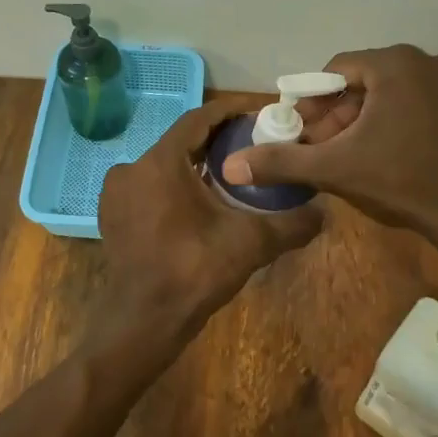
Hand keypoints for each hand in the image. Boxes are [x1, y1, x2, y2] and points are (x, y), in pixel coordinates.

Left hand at [99, 101, 323, 335]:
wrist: (143, 322)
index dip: (229, 114)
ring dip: (194, 167)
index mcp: (161, 163)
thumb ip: (290, 224)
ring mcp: (117, 194)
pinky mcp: (113, 217)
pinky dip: (174, 188)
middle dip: (216, 143)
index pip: (198, 120)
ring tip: (230, 178)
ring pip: (164, 167)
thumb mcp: (250, 243)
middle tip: (251, 149)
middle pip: (181, 143)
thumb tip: (324, 212)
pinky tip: (199, 207)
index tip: (258, 115)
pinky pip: (149, 189)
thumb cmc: (194, 272)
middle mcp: (132, 169)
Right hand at [221, 44, 437, 235]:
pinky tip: (381, 154)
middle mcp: (424, 60)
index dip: (313, 105)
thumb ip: (283, 161)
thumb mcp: (335, 168)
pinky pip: (409, 101)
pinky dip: (389, 121)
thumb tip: (231, 165)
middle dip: (336, 116)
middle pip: (360, 82)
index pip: (334, 72)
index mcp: (394, 63)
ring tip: (348, 156)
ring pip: (384, 93)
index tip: (304, 136)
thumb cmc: (402, 181)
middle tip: (324, 150)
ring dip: (360, 121)